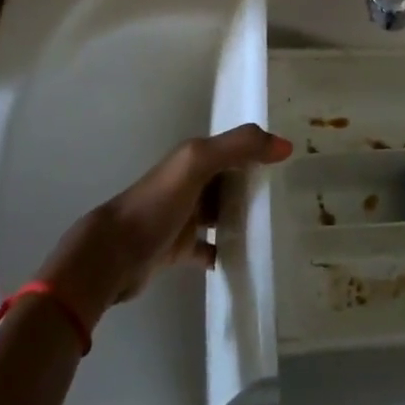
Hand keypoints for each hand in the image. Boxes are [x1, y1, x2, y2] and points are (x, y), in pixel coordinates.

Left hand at [40, 124, 292, 330]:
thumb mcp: (197, 164)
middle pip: (229, 179)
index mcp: (193, 158)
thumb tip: (285, 145)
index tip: (292, 162)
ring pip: (221, 211)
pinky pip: (209, 247)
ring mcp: (183, 217)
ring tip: (276, 227)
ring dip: (242, 217)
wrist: (112, 256)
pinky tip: (246, 259)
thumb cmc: (156, 204)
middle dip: (255, 184)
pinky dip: (226, 250)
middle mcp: (189, 183)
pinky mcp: (179, 248)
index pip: (234, 148)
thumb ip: (238, 147)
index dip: (259, 151)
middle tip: (291, 197)